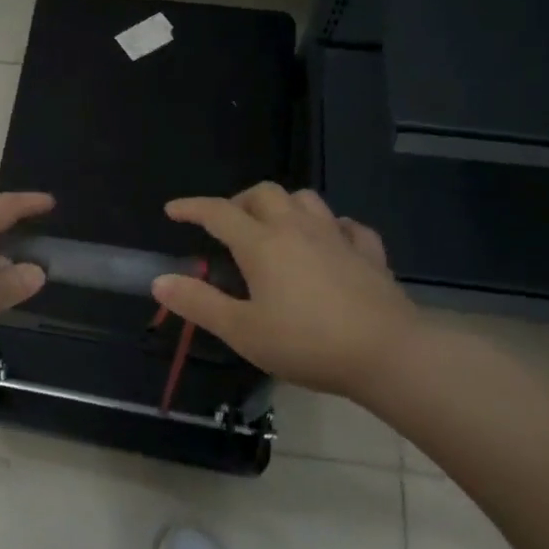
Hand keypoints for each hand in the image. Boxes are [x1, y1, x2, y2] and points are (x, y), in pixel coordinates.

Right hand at [150, 183, 422, 397]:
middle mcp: (297, 228)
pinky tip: (328, 243)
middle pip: (263, 194)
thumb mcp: (242, 331)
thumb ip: (199, 304)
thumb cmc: (306, 343)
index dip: (191, 207)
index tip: (172, 210)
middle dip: (238, 201)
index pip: (217, 212)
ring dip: (283, 206)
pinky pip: (346, 226)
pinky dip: (330, 228)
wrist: (388, 354)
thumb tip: (160, 281)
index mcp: (261, 244)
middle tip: (227, 224)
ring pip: (305, 199)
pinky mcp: (369, 253)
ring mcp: (337, 237)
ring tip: (274, 227)